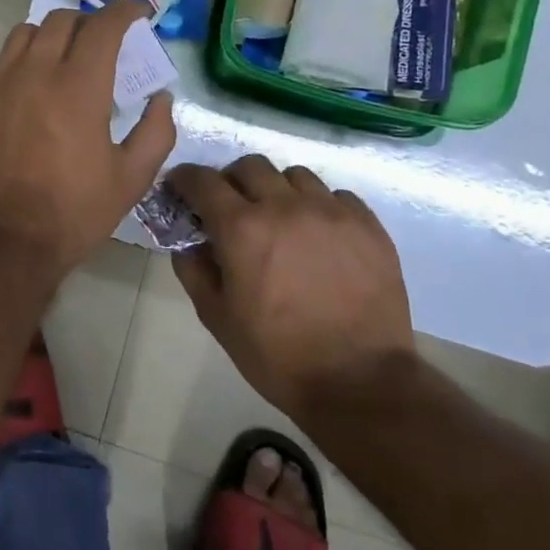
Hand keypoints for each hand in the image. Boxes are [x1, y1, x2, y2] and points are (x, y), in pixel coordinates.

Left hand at [0, 3, 176, 276]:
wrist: (4, 241)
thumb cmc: (74, 211)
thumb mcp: (131, 178)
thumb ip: (155, 131)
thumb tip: (159, 99)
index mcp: (78, 86)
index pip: (103, 25)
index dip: (125, 11)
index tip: (137, 13)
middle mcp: (34, 72)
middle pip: (61, 20)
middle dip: (88, 22)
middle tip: (103, 41)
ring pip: (23, 34)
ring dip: (49, 35)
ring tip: (62, 57)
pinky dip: (19, 62)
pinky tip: (28, 87)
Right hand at [169, 156, 412, 412]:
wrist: (360, 383)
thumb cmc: (277, 354)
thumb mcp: (216, 316)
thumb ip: (193, 269)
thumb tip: (189, 241)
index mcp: (241, 228)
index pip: (201, 180)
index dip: (185, 179)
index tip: (181, 188)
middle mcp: (285, 206)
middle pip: (249, 166)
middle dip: (232, 181)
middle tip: (232, 207)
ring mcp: (331, 212)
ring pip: (294, 176)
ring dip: (277, 190)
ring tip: (281, 219)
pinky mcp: (368, 226)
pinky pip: (337, 195)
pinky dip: (319, 205)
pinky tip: (319, 234)